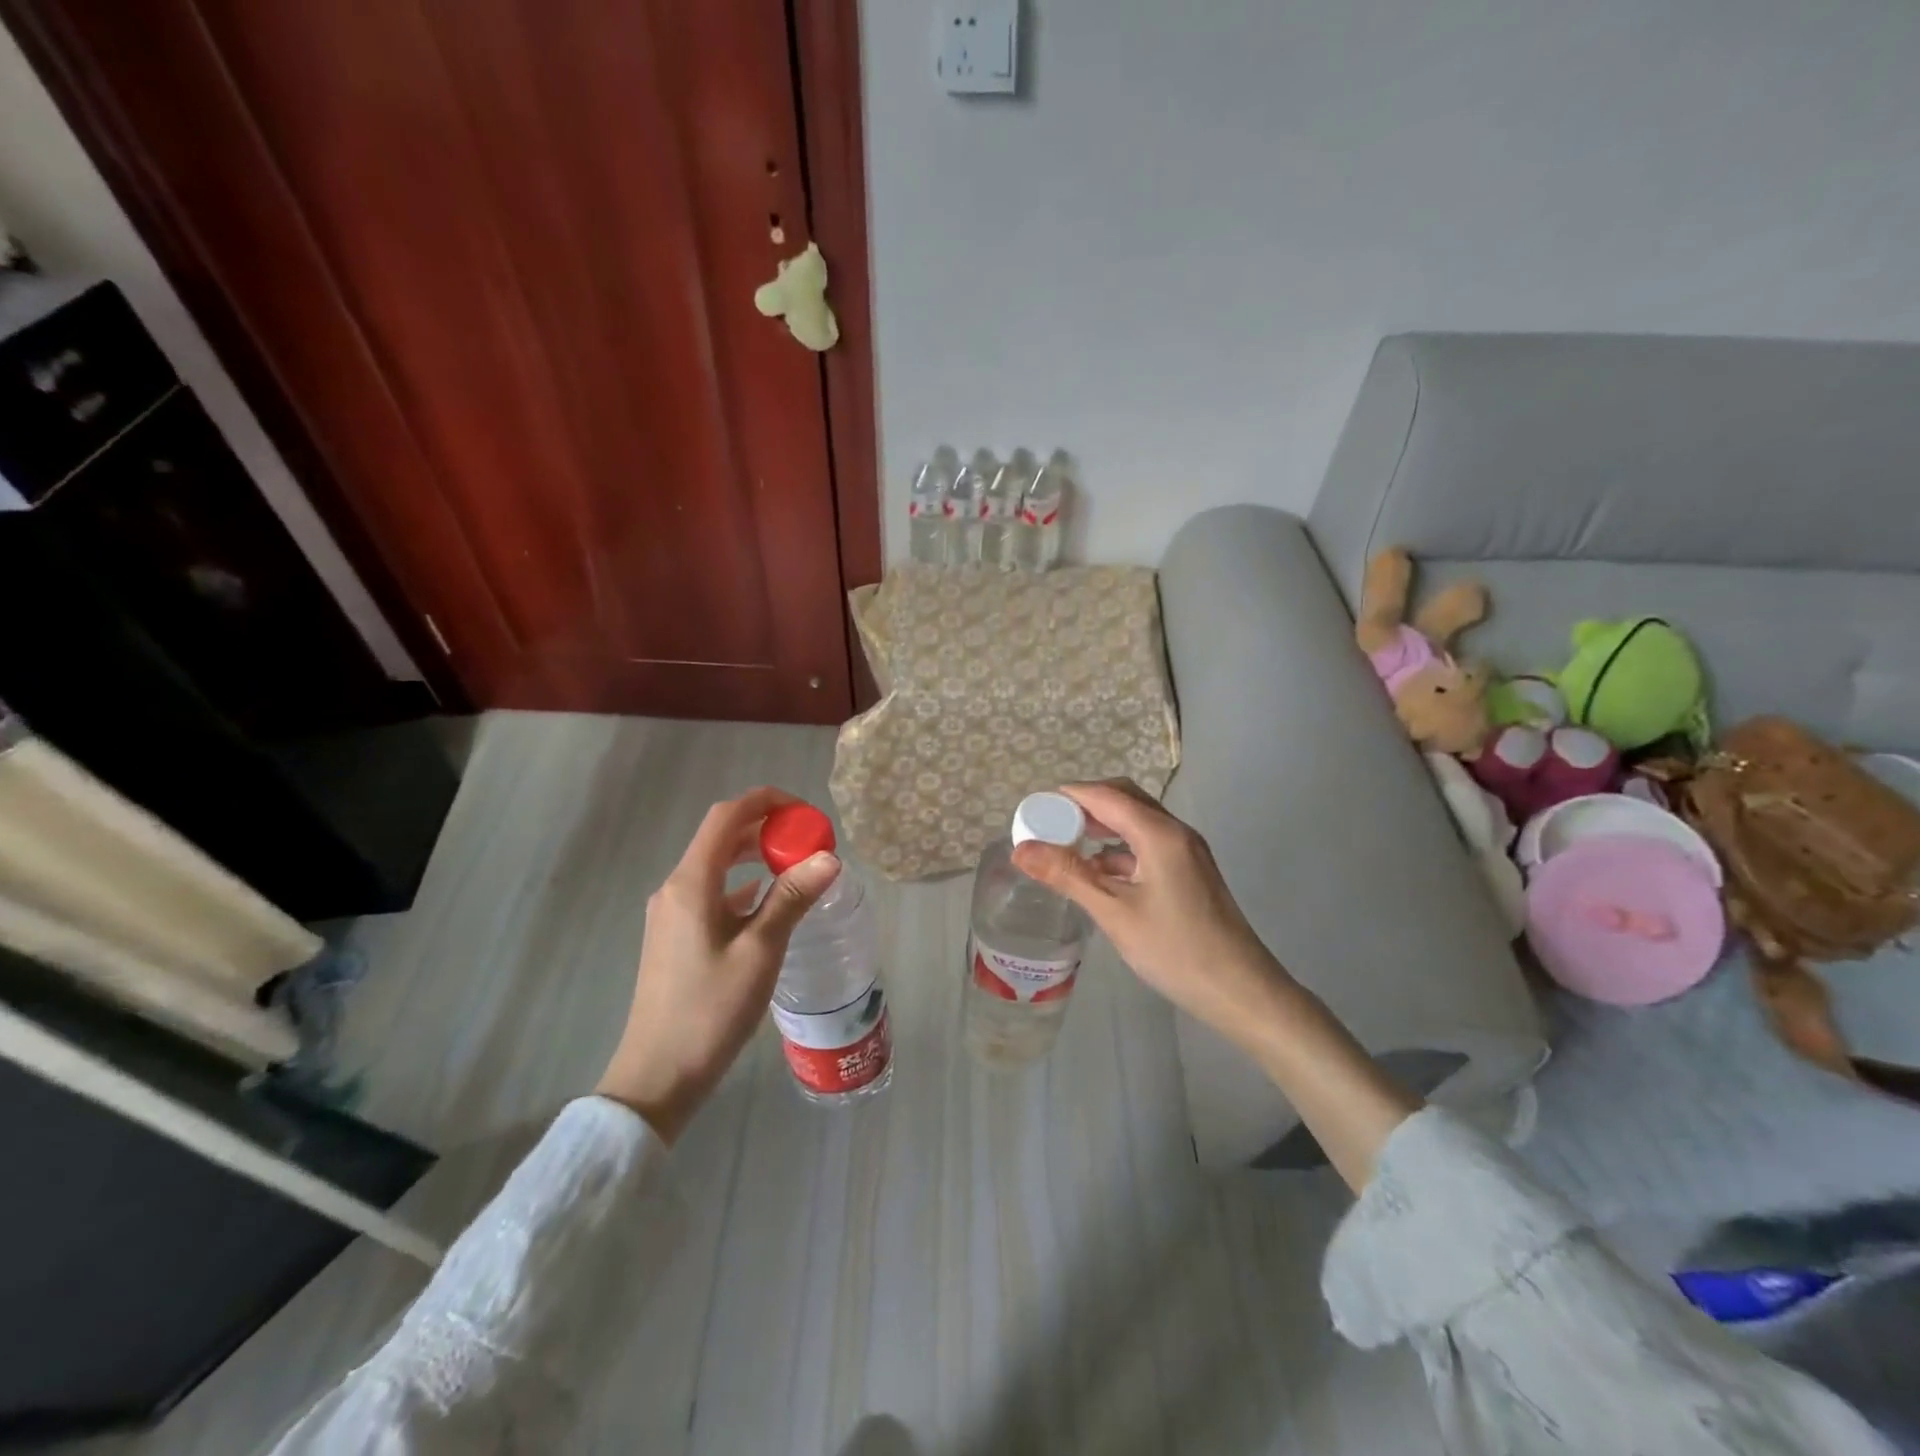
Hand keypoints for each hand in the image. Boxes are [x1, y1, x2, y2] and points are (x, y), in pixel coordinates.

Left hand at [597, 787, 839, 1143]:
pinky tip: (767, 900)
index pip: (726, 817)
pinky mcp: (674, 936)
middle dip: (765, 828)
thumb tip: (829, 858)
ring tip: (795, 864)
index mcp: (691, 884)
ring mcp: (671, 913)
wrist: (657, 1076)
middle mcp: (675, 888)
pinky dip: (742, 884)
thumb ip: (792, 898)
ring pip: (715, 865)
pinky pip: (711, 892)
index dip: (765, 802)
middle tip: (808, 839)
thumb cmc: (710, 1011)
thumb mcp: (760, 951)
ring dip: (754, 855)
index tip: (804, 812)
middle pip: (720, 837)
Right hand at [1014, 779, 1418, 1191]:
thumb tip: (1021, 850)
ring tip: (1064, 842)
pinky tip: (1097, 871)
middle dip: (1084, 805)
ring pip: (1137, 822)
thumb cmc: (1176, 950)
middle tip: (1047, 822)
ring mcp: (1186, 852)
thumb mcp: (1115, 913)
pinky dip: (1118, 848)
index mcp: (1160, 834)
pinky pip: (1147, 844)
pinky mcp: (1189, 872)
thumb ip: (1068, 876)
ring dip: (1101, 825)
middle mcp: (1176, 832)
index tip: (1033, 807)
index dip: (1068, 796)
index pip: (1106, 796)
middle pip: (1124, 799)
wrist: (1242, 991)